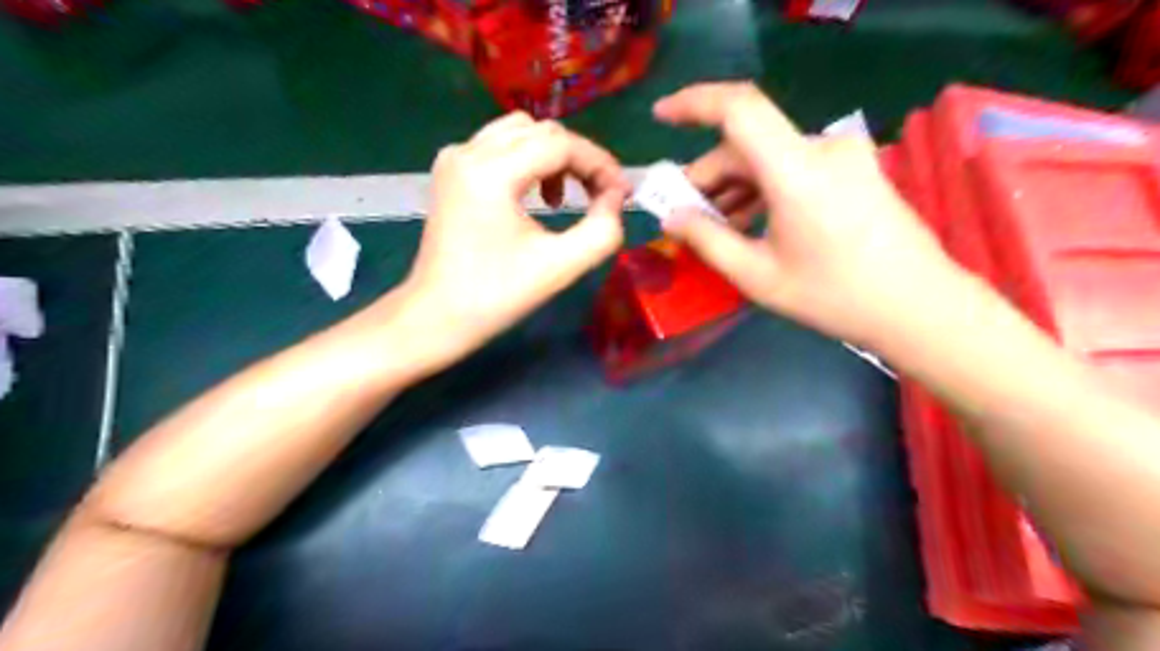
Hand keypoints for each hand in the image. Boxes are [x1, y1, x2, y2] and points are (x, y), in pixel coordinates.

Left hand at [391, 111, 631, 371]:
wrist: (437, 316)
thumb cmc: (497, 297)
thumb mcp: (561, 267)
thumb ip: (603, 231)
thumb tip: (615, 199)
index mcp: (491, 172)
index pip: (561, 144)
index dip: (600, 164)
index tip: (622, 195)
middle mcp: (468, 152)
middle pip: (543, 131)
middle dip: (580, 159)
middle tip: (602, 197)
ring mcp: (454, 158)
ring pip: (521, 132)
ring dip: (554, 158)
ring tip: (565, 199)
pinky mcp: (450, 170)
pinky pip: (500, 146)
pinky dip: (528, 161)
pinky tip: (537, 195)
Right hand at [652, 81, 960, 346]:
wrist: (919, 307)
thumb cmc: (834, 297)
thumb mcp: (758, 276)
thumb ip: (707, 241)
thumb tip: (672, 218)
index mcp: (796, 170)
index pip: (738, 109)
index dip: (693, 103)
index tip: (659, 116)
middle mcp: (821, 148)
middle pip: (747, 143)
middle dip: (709, 176)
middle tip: (686, 215)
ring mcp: (842, 157)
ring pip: (767, 157)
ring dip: (734, 186)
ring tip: (717, 228)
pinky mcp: (852, 169)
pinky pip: (792, 167)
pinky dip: (763, 188)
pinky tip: (751, 222)